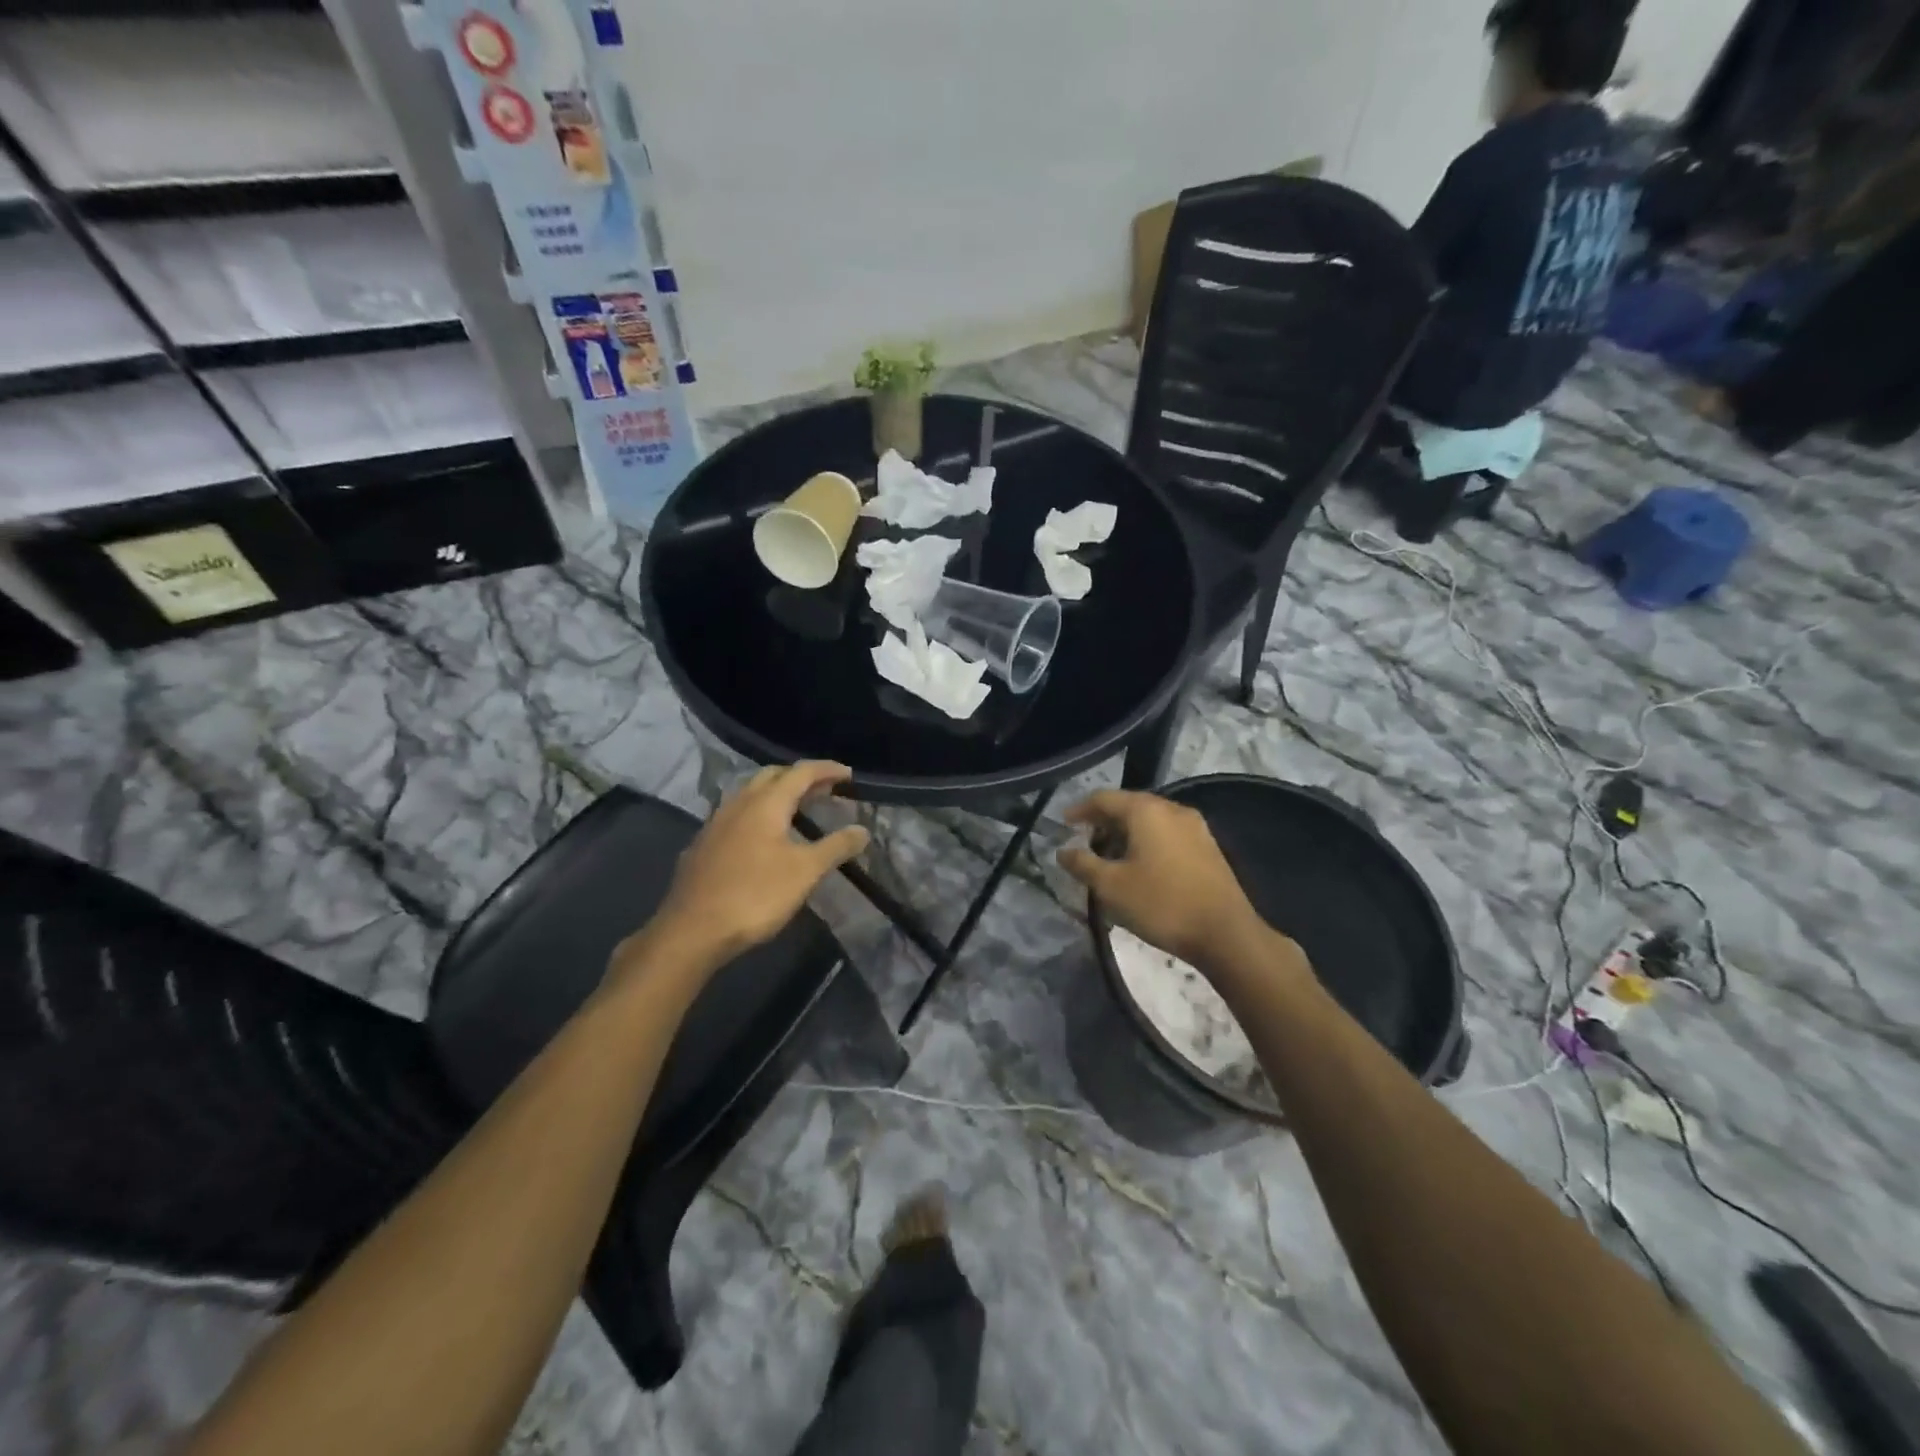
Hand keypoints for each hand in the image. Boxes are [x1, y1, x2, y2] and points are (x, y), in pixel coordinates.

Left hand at [625, 762, 869, 974]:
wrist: (692, 930)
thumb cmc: (755, 895)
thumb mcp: (805, 872)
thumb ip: (836, 847)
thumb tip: (862, 830)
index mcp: (766, 803)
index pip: (801, 772)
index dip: (827, 770)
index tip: (848, 775)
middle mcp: (739, 803)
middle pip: (772, 776)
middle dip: (801, 778)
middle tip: (825, 790)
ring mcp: (716, 823)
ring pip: (750, 794)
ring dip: (777, 794)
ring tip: (798, 810)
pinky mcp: (703, 844)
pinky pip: (736, 815)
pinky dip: (758, 814)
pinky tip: (763, 837)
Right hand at [1058, 790, 1274, 969]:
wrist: (1225, 933)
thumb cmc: (1161, 904)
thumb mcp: (1111, 887)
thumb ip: (1083, 864)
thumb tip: (1063, 851)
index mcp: (1146, 810)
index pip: (1104, 798)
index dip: (1080, 809)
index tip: (1063, 823)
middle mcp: (1172, 809)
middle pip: (1129, 805)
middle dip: (1103, 821)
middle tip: (1084, 840)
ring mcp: (1195, 827)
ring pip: (1150, 820)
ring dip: (1126, 832)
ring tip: (1109, 856)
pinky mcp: (1208, 846)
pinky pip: (1168, 833)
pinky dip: (1147, 841)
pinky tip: (1139, 865)